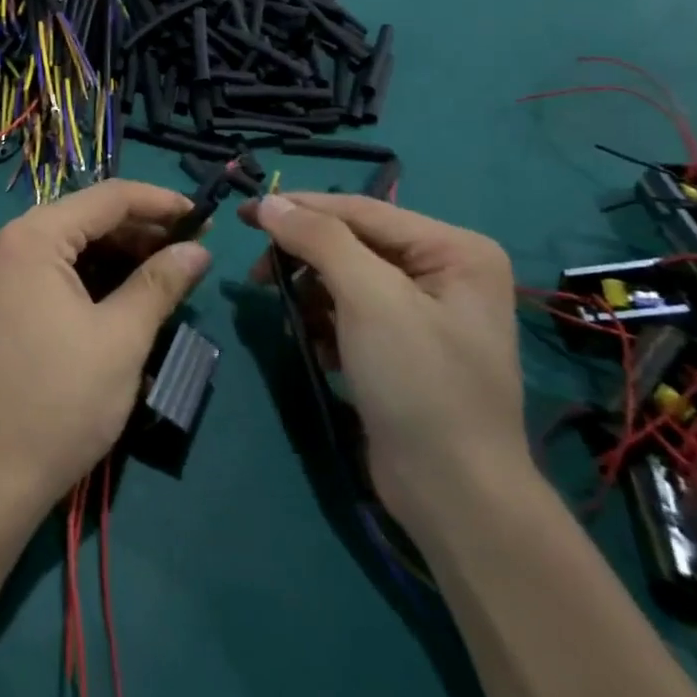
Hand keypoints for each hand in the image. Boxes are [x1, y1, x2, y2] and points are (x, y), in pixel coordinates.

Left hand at [0, 181, 211, 527]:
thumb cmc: (62, 400)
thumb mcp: (122, 338)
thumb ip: (160, 283)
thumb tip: (198, 250)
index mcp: (32, 238)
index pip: (106, 198)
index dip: (159, 202)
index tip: (203, 216)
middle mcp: (9, 244)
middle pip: (86, 218)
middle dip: (141, 230)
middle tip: (191, 250)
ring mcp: (1, 274)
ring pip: (72, 246)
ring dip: (120, 254)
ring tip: (168, 272)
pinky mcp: (2, 302)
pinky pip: (55, 271)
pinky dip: (94, 276)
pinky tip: (128, 293)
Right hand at [239, 194, 529, 537]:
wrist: (454, 494)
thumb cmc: (418, 382)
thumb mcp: (369, 299)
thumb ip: (319, 239)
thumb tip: (268, 202)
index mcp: (454, 249)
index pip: (360, 210)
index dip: (298, 207)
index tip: (242, 212)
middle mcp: (446, 271)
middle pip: (352, 242)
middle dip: (304, 259)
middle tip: (257, 275)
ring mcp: (427, 311)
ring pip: (346, 278)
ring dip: (311, 295)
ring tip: (294, 322)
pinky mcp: (404, 346)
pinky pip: (352, 313)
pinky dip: (326, 324)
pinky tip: (318, 349)